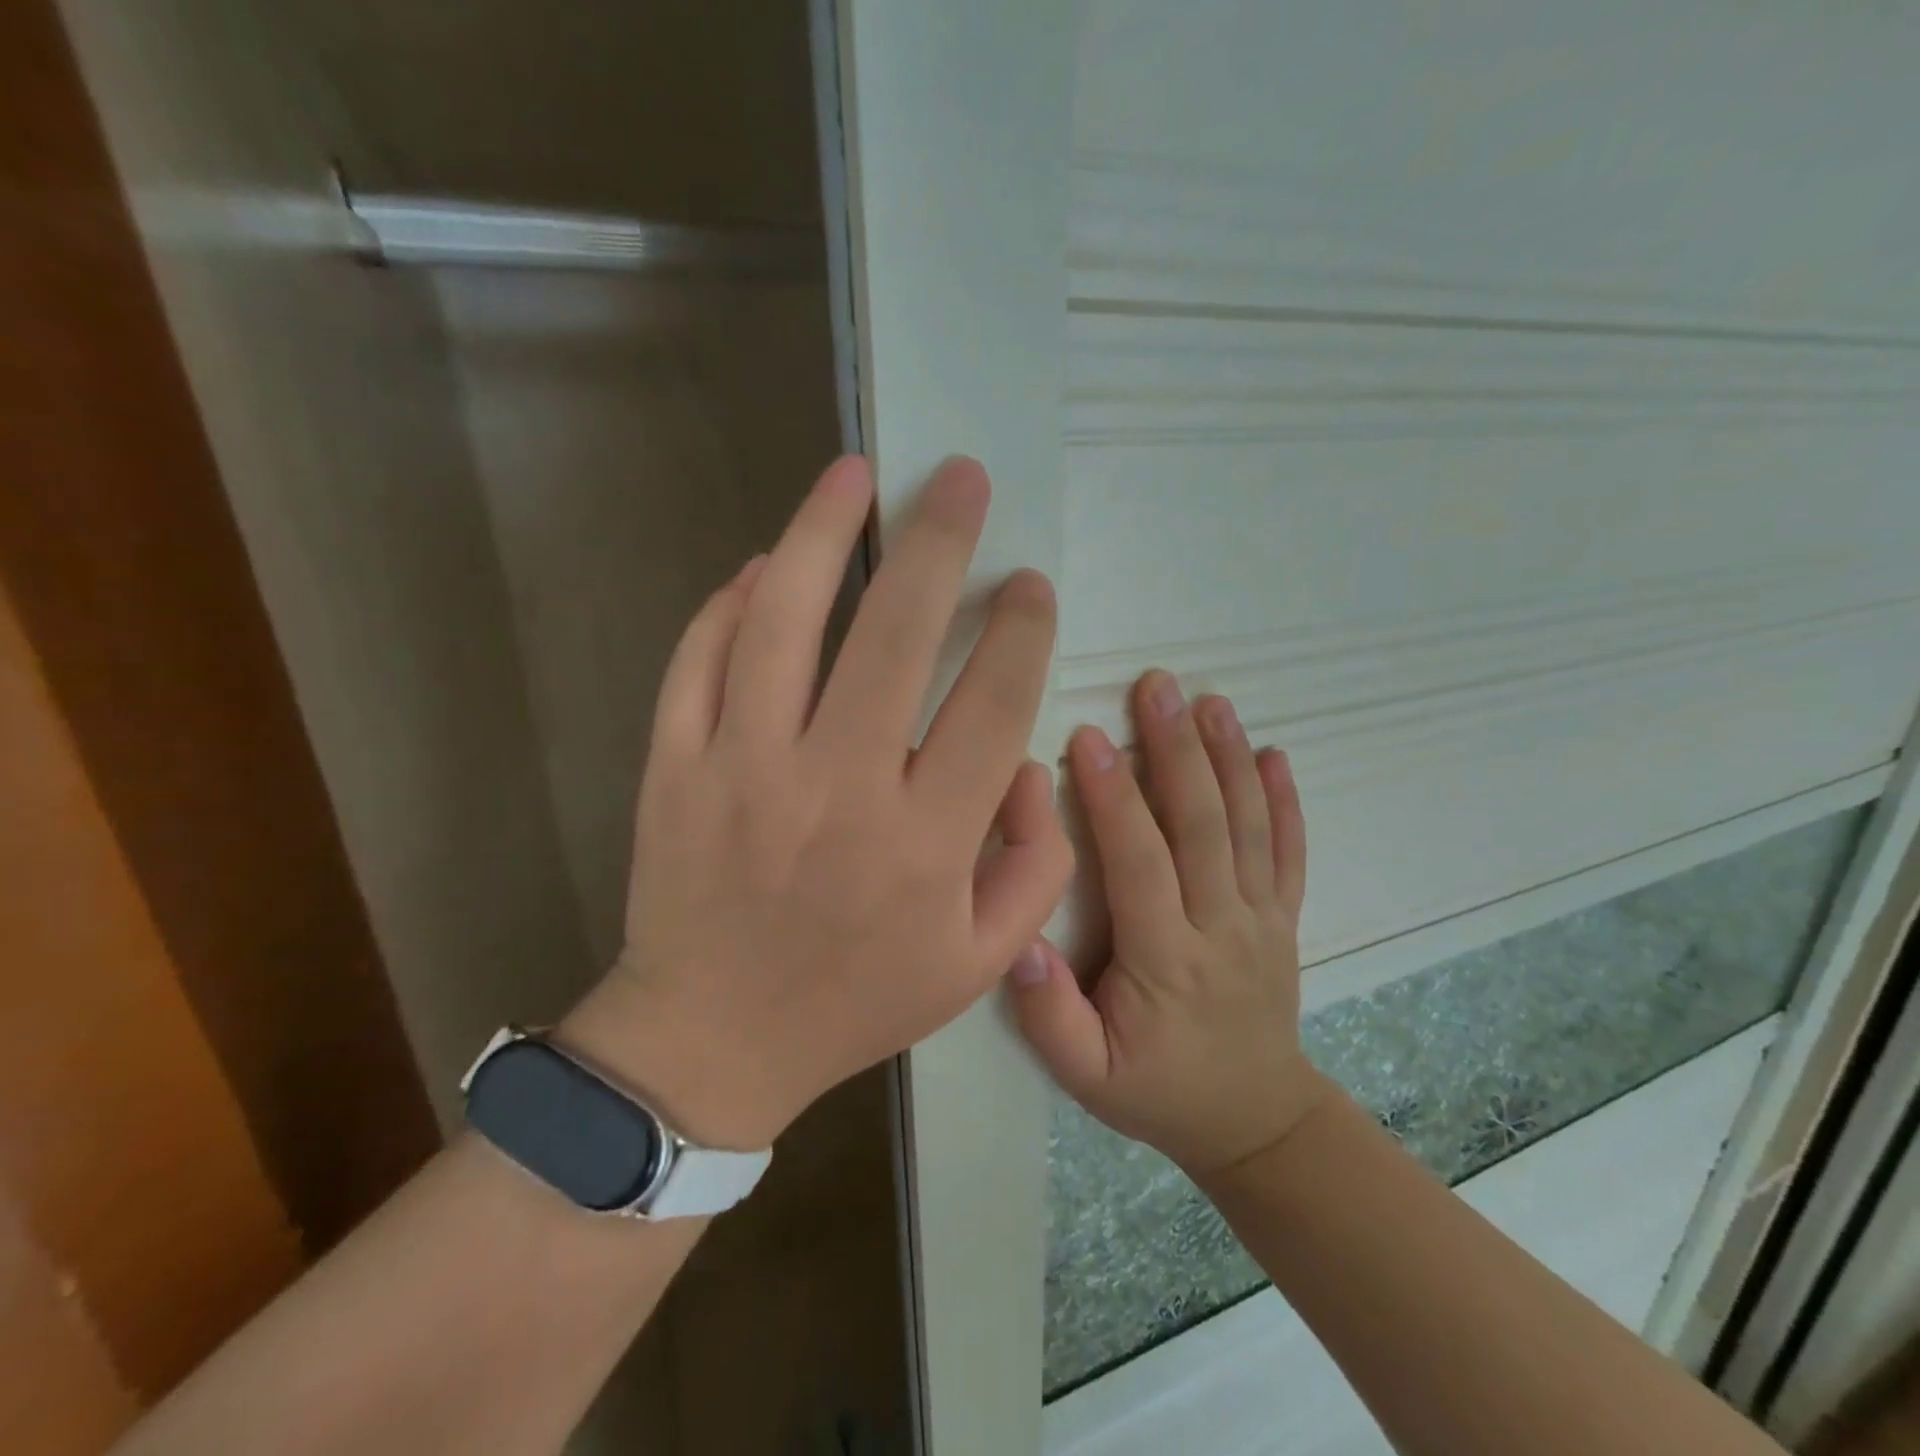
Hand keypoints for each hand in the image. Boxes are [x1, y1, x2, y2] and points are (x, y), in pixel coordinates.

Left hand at [563, 456, 1073, 1149]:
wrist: (713, 1039)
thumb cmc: (856, 1002)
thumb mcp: (978, 962)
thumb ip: (1035, 866)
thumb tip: (1035, 765)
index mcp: (924, 842)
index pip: (992, 704)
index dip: (1021, 629)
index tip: (1029, 584)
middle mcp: (837, 790)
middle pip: (896, 634)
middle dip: (939, 541)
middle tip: (960, 479)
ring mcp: (743, 769)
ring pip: (784, 620)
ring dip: (822, 533)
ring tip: (854, 474)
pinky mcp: (673, 767)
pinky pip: (699, 660)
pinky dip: (731, 601)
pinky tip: (764, 564)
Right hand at [1011, 671, 1325, 1177]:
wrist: (1255, 1122)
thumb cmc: (1159, 1091)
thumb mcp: (1087, 1077)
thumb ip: (1050, 1016)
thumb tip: (1020, 945)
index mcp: (1167, 960)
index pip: (1140, 862)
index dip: (1114, 797)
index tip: (1088, 736)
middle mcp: (1221, 928)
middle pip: (1202, 826)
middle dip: (1176, 749)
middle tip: (1156, 686)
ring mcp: (1262, 919)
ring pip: (1249, 827)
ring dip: (1229, 757)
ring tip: (1210, 700)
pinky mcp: (1284, 918)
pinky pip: (1290, 852)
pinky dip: (1285, 800)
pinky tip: (1273, 754)